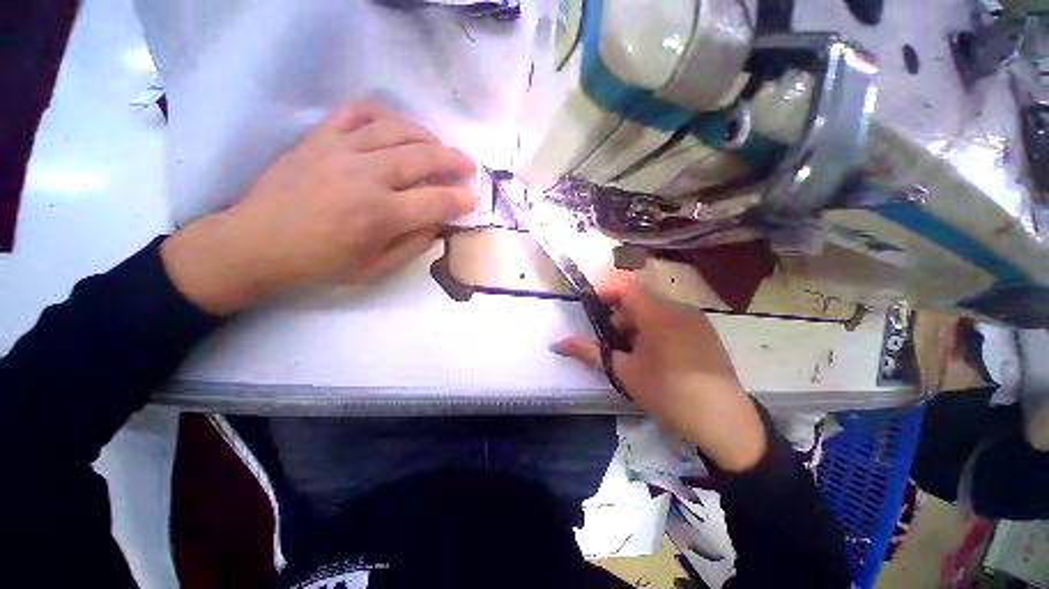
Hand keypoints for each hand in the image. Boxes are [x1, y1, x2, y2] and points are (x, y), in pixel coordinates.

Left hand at [161, 102, 477, 314]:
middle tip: (468, 164)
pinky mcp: (320, 138)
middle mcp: (365, 177)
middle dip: (453, 160)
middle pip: (422, 158)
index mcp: (380, 215)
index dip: (461, 200)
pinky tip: (398, 126)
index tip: (473, 198)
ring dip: (427, 136)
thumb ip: (414, 245)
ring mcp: (340, 151)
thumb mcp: (377, 268)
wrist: (258, 243)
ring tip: (439, 145)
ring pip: (396, 130)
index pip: (436, 201)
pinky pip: (357, 112)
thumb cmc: (322, 263)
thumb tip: (440, 223)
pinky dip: (384, 115)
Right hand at [552, 280, 766, 471]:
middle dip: (621, 317)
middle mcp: (679, 309)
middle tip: (613, 343)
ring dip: (638, 325)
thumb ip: (589, 352)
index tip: (592, 309)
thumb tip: (557, 343)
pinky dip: (657, 329)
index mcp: (658, 314)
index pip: (626, 289)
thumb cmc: (668, 393)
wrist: (725, 422)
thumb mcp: (624, 372)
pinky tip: (656, 356)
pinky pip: (673, 320)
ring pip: (657, 311)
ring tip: (633, 353)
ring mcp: (696, 320)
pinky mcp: (705, 332)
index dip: (606, 294)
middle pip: (641, 301)